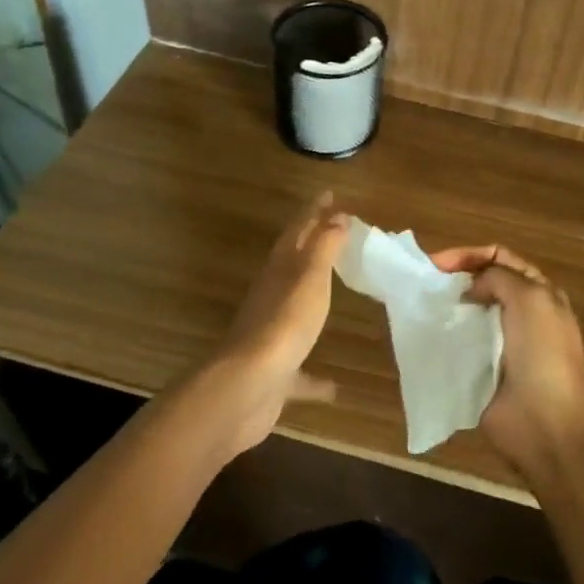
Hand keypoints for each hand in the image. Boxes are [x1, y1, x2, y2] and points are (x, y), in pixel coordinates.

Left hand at [200, 193, 348, 455]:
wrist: (247, 387)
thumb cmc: (284, 323)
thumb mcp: (310, 277)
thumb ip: (324, 247)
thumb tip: (337, 215)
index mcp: (280, 271)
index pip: (298, 231)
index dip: (313, 212)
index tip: (329, 194)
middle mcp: (272, 299)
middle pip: (293, 265)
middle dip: (312, 247)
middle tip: (335, 233)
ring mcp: (271, 338)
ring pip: (293, 312)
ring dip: (310, 302)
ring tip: (333, 295)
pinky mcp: (275, 376)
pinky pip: (299, 373)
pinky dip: (313, 377)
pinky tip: (334, 388)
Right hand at [429, 244, 583, 481]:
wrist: (546, 423)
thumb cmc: (543, 354)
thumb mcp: (530, 298)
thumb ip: (498, 277)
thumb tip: (472, 288)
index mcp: (538, 293)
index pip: (500, 258)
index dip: (469, 255)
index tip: (437, 264)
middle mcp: (520, 315)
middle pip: (482, 284)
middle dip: (455, 279)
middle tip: (424, 283)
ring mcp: (500, 345)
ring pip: (468, 315)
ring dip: (447, 308)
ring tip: (420, 307)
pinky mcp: (481, 372)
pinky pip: (458, 347)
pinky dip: (442, 339)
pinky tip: (424, 335)